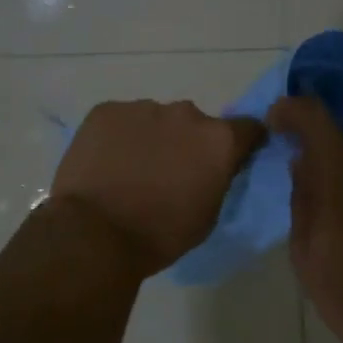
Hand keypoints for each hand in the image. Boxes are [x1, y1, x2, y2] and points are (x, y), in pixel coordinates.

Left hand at [52, 100, 265, 275]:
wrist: (95, 233)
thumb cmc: (160, 234)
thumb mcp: (208, 215)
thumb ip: (218, 178)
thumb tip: (213, 165)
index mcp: (217, 140)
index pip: (247, 128)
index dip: (241, 143)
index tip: (230, 158)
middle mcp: (185, 113)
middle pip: (194, 123)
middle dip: (187, 142)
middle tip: (169, 172)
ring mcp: (142, 107)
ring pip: (155, 120)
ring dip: (151, 138)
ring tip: (131, 170)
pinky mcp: (106, 110)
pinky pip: (121, 120)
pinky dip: (119, 137)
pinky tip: (106, 163)